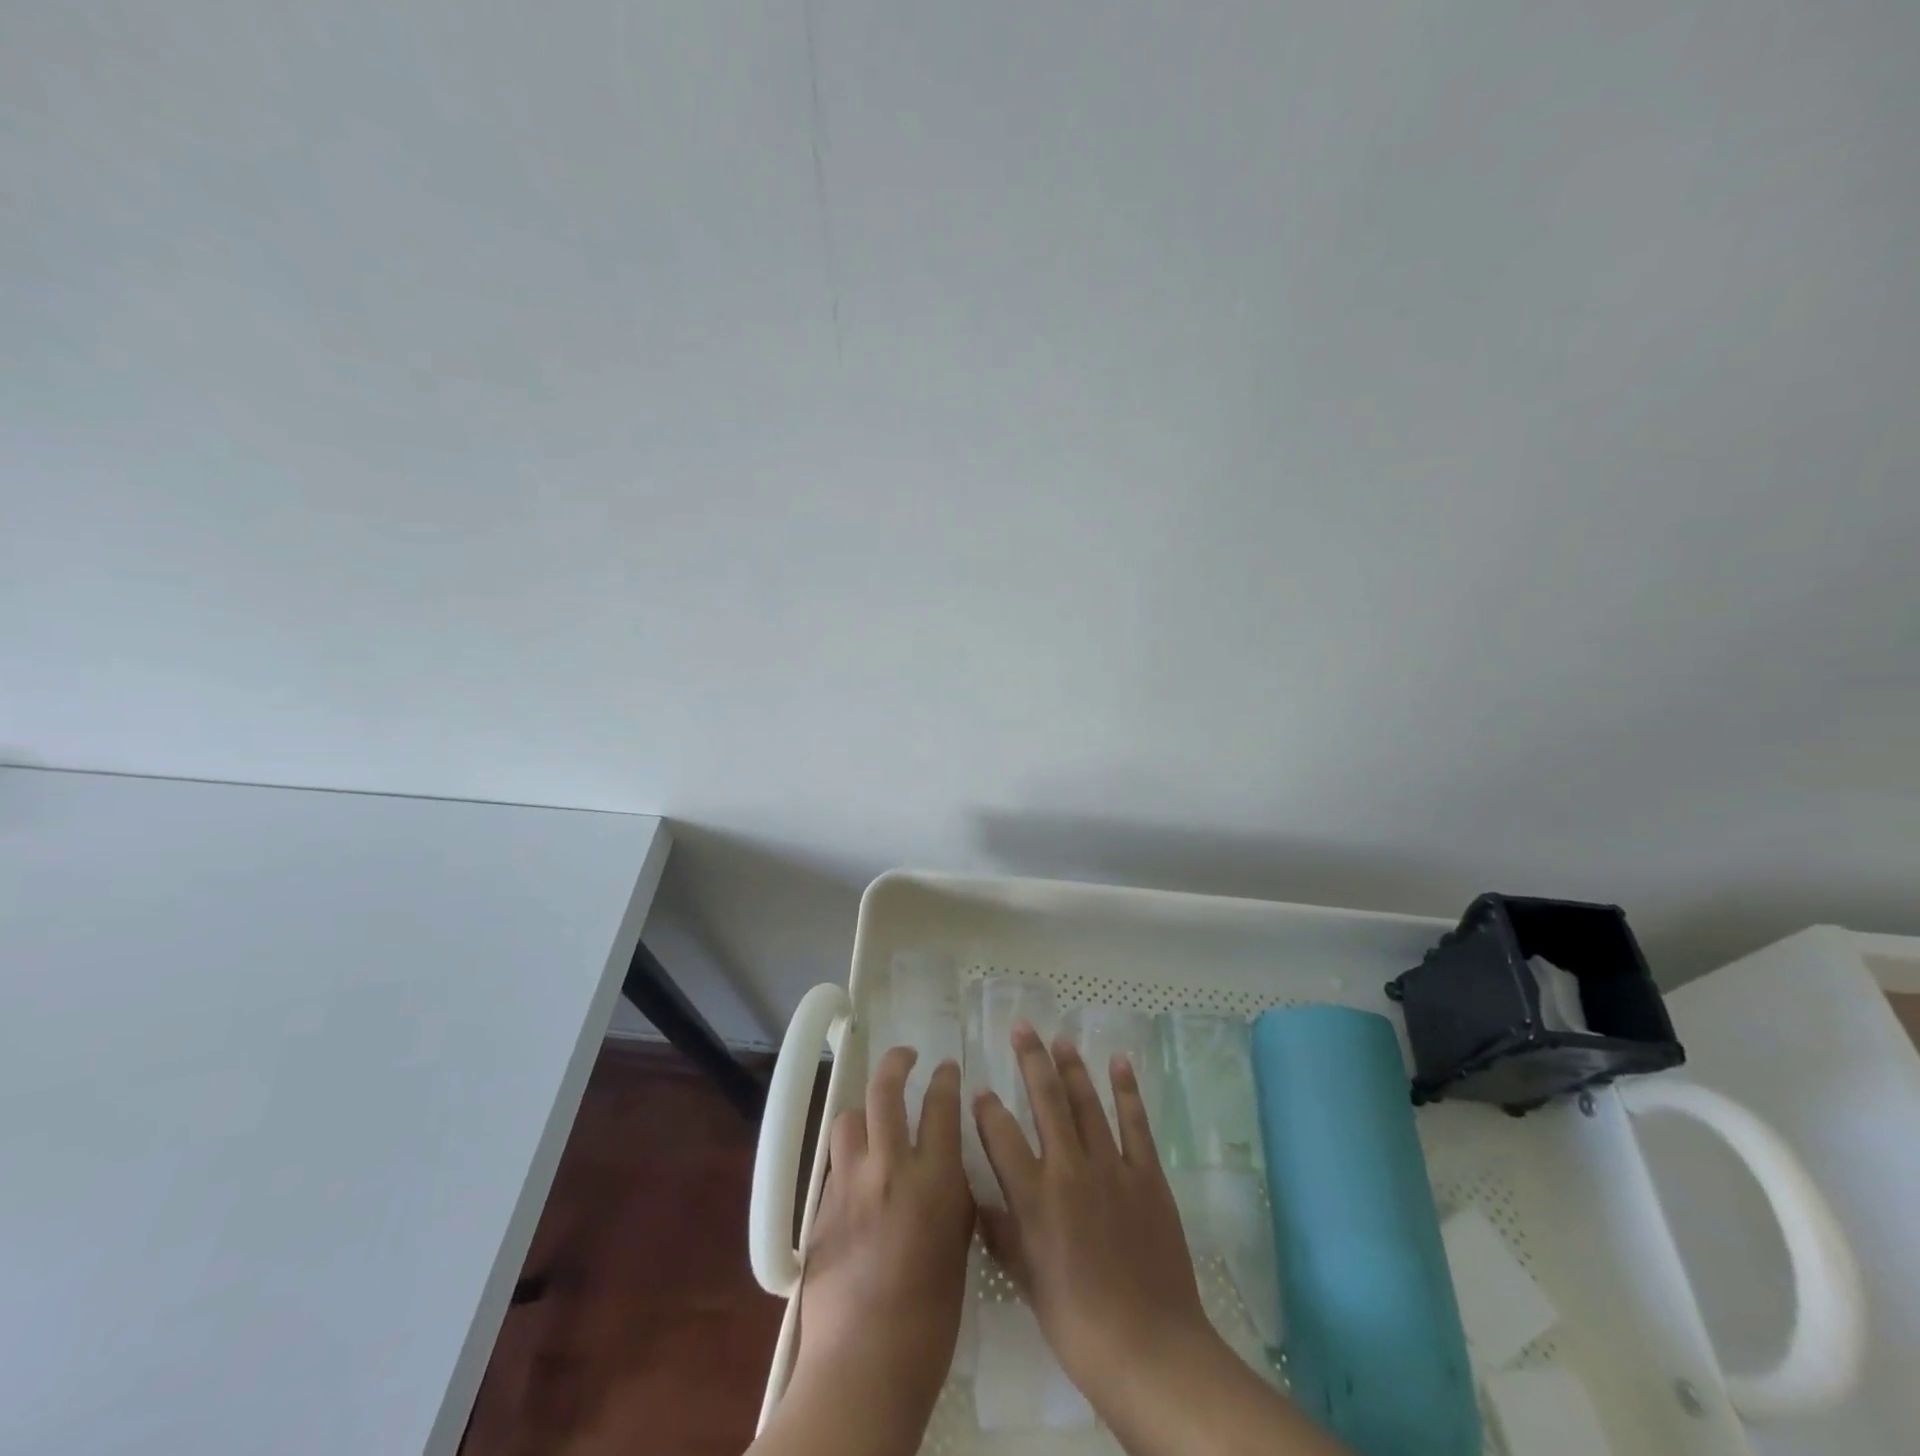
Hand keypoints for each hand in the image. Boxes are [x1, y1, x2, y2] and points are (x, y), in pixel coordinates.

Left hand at [786, 1047, 973, 1448]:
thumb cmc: (930, 1317)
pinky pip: (835, 1164)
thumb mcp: (958, 1246)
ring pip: (849, 1120)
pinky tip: (857, 1180)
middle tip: (906, 1056)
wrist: (864, 1364)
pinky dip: (848, 1159)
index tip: (946, 1068)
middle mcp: (888, 1168)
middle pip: (885, 1091)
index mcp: (933, 1178)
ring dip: (864, 1114)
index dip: (945, 1079)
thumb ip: (951, 1196)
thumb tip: (944, 1169)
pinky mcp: (821, 1207)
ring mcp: (849, 1184)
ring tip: (873, 1125)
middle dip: (897, 1062)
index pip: (940, 1105)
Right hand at [970, 1024, 1209, 1401]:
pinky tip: (1119, 1063)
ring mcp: (1112, 1167)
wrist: (1150, 1347)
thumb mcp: (1027, 1282)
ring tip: (1061, 1040)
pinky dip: (1127, 1090)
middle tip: (1021, 1027)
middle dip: (1031, 1059)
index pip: (1001, 1136)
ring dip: (1073, 1067)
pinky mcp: (1147, 1175)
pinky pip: (1136, 1123)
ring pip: (1087, 1103)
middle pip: (1046, 1100)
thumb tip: (980, 1202)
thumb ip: (1003, 1235)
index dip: (987, 1108)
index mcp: (1035, 1197)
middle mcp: (1069, 1169)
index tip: (978, 1088)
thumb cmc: (1078, 1324)